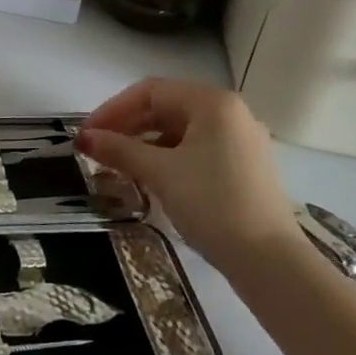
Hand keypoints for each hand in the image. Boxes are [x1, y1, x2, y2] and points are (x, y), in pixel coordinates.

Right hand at [77, 78, 298, 271]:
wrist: (270, 263)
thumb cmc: (212, 204)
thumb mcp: (160, 173)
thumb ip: (119, 150)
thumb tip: (84, 138)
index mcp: (213, 102)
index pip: (151, 91)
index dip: (113, 109)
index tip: (87, 134)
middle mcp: (231, 113)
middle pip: (168, 107)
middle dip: (128, 126)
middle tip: (97, 148)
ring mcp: (242, 141)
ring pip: (182, 131)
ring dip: (146, 144)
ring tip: (118, 165)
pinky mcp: (246, 168)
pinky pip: (198, 150)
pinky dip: (169, 158)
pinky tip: (150, 178)